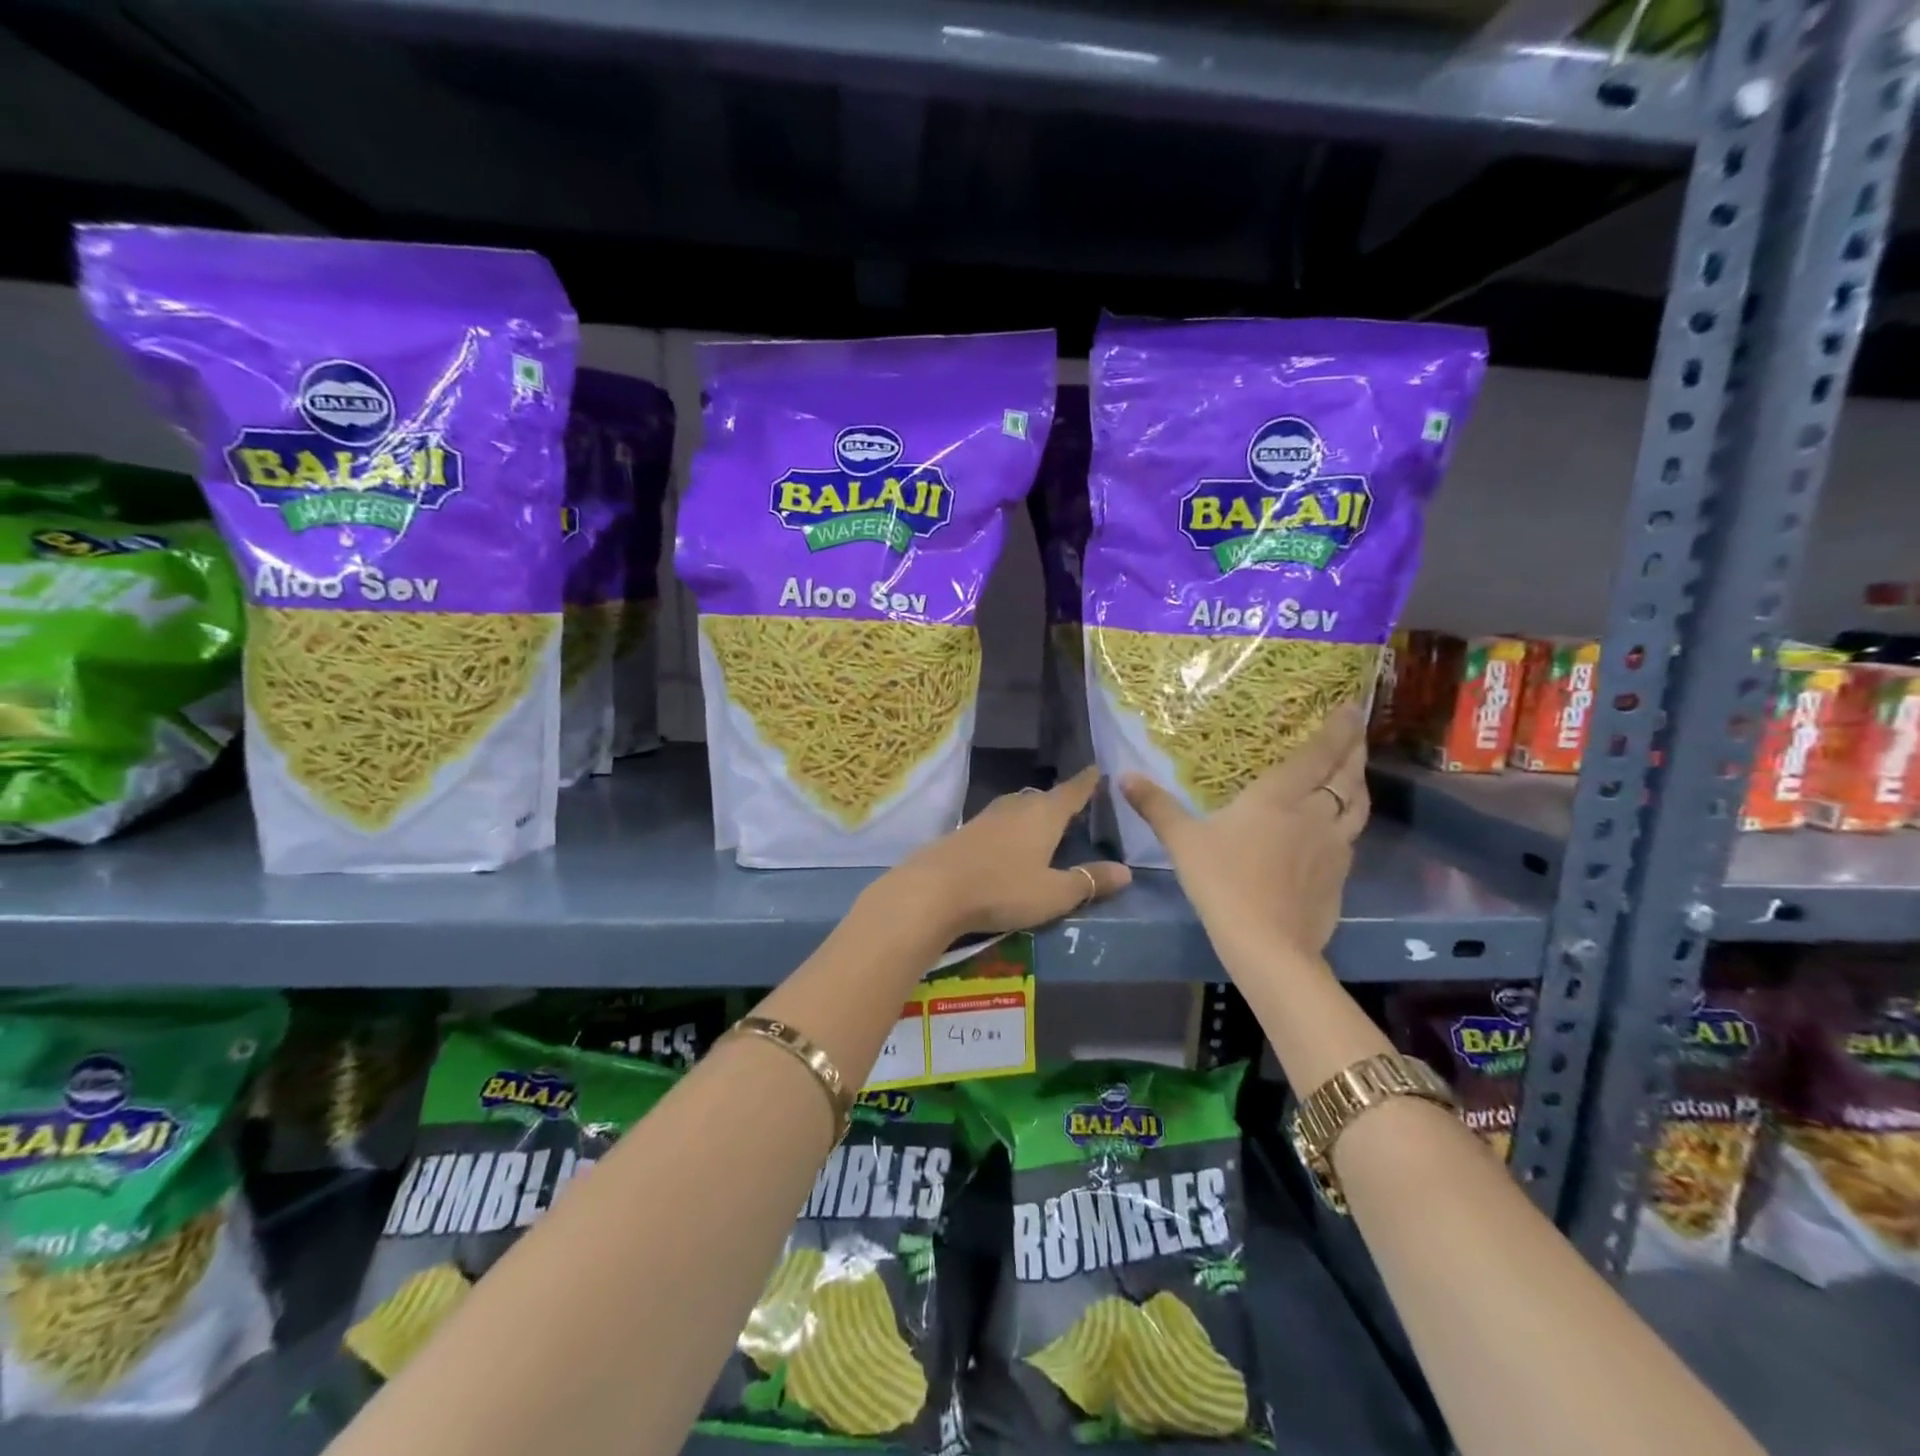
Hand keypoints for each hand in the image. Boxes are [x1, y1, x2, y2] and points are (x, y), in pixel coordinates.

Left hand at [881, 766, 1130, 941]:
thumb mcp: (1054, 893)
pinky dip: (1011, 827)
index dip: (1087, 782)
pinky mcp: (965, 831)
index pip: (1072, 791)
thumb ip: (1089, 881)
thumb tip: (1127, 871)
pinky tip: (1009, 842)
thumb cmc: (1003, 888)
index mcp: (1044, 814)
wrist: (934, 889)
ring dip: (1032, 813)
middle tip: (1075, 808)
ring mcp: (987, 817)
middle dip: (1059, 801)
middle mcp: (1016, 807)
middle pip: (1043, 798)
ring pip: (1018, 807)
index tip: (1097, 769)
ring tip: (1043, 824)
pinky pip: (999, 822)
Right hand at [1121, 707, 1367, 962]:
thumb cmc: (1222, 882)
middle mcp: (1315, 813)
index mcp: (1279, 797)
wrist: (1267, 944)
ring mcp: (1334, 846)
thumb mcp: (1182, 841)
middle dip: (1355, 749)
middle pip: (1346, 774)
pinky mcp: (1341, 875)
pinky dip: (1351, 819)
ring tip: (1357, 769)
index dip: (1337, 729)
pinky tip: (1340, 826)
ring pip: (1357, 804)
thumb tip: (1124, 776)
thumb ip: (1156, 806)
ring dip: (1359, 782)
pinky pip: (1352, 835)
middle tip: (1359, 730)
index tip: (1352, 707)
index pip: (1317, 754)